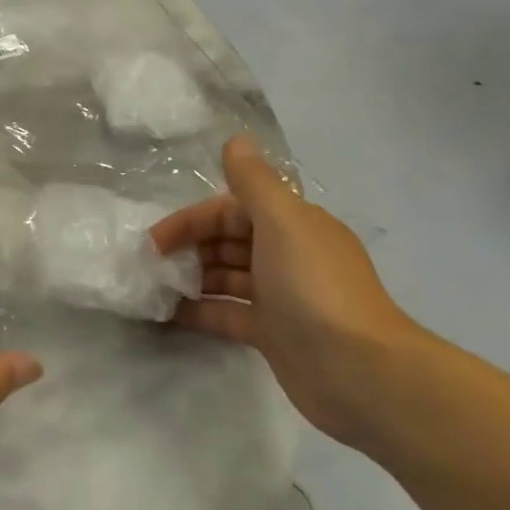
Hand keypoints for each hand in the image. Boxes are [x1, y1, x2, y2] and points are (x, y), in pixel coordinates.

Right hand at [151, 136, 429, 449]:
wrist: (358, 370)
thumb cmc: (314, 287)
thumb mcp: (283, 223)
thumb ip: (254, 182)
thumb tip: (235, 139)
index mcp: (293, 225)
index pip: (231, 211)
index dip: (192, 221)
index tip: (155, 242)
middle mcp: (286, 256)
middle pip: (227, 242)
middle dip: (189, 249)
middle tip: (151, 267)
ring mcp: (280, 297)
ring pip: (225, 278)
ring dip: (191, 279)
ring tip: (154, 290)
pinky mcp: (273, 334)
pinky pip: (227, 314)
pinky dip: (199, 312)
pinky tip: (168, 316)